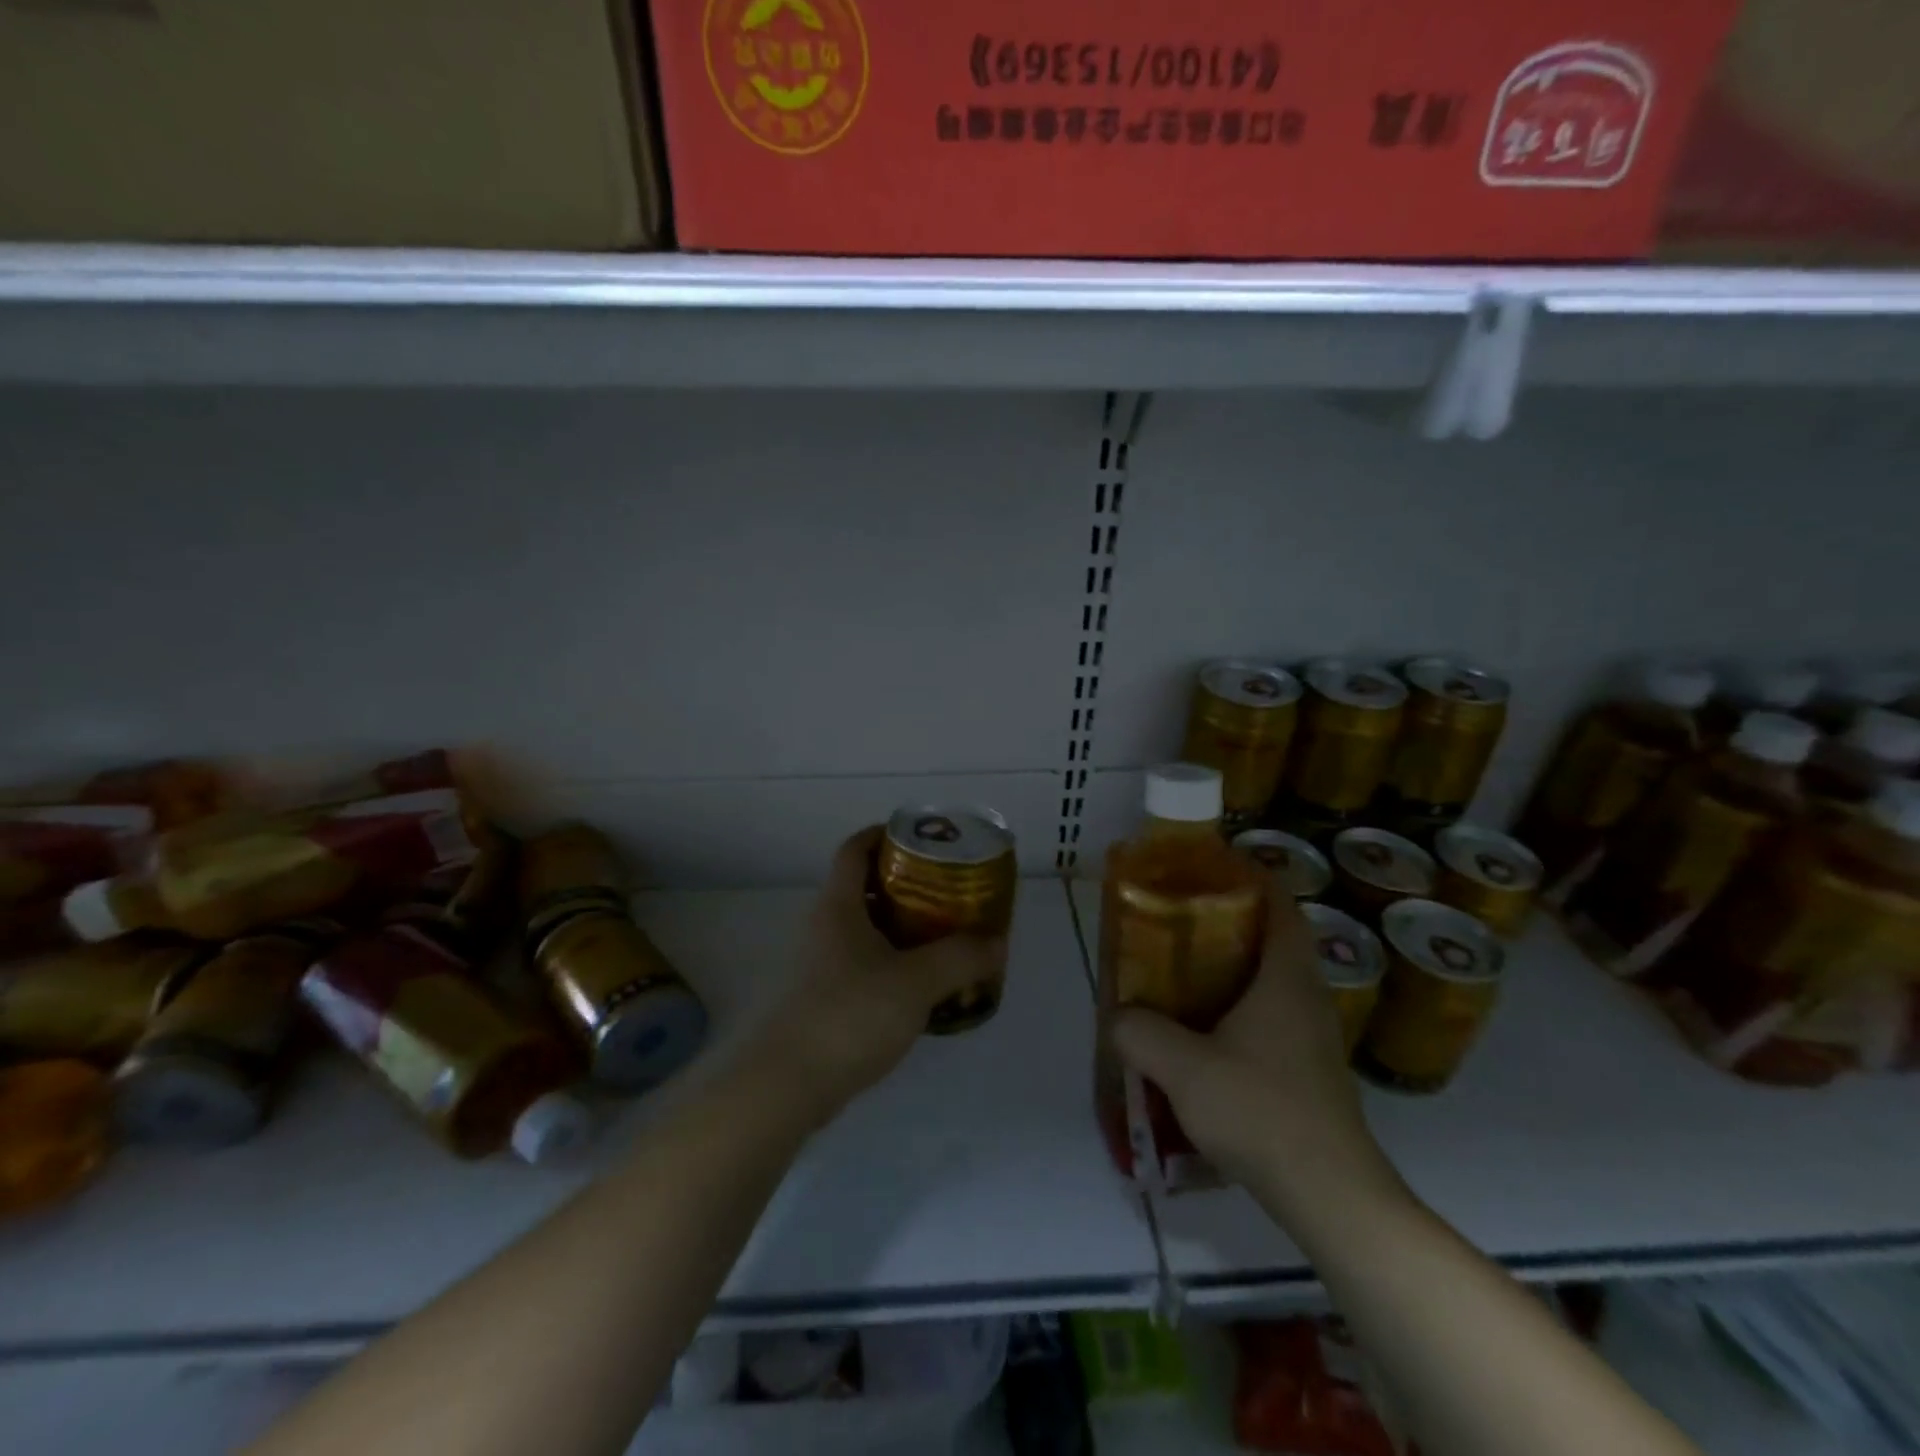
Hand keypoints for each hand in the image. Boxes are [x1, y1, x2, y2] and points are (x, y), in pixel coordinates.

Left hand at [752, 827, 1007, 1129]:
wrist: (787, 1084)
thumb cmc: (850, 1014)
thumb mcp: (916, 982)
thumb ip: (960, 958)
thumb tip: (996, 943)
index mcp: (839, 906)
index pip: (854, 849)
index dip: (883, 834)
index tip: (920, 840)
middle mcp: (823, 926)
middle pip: (863, 888)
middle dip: (905, 886)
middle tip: (947, 893)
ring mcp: (818, 964)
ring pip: (864, 930)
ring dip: (900, 929)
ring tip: (944, 939)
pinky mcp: (821, 999)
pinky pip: (862, 965)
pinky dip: (890, 964)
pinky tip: (920, 988)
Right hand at [1110, 887, 1401, 1209]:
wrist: (1330, 1195)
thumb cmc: (1261, 1111)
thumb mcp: (1184, 1068)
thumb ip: (1141, 1033)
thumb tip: (1118, 1016)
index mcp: (1285, 978)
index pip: (1280, 905)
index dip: (1251, 877)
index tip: (1210, 866)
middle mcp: (1306, 997)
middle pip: (1274, 938)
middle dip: (1230, 920)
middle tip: (1180, 917)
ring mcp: (1313, 1036)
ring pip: (1272, 980)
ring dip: (1234, 966)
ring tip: (1183, 969)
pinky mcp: (1310, 1070)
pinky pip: (1273, 1016)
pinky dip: (1240, 1006)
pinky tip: (1205, 1032)